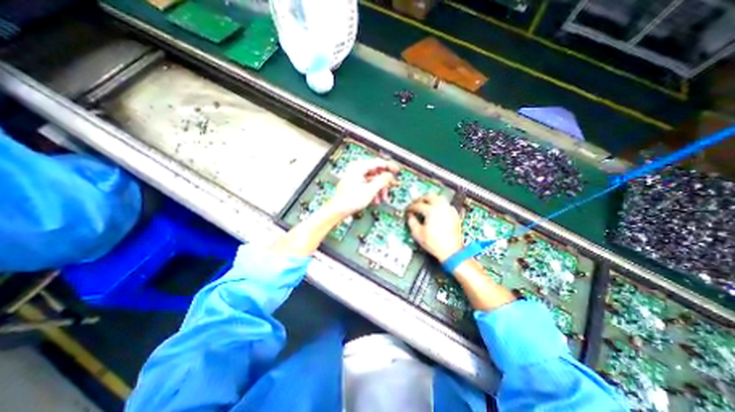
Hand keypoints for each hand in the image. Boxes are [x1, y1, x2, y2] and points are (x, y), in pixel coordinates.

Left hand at [325, 159, 398, 219]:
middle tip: (390, 188)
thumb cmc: (349, 200)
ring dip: (379, 189)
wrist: (338, 210)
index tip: (397, 171)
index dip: (389, 167)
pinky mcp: (354, 184)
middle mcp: (356, 169)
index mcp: (358, 167)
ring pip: (373, 180)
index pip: (378, 163)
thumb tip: (390, 175)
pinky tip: (375, 199)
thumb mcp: (370, 190)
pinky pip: (368, 184)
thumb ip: (382, 180)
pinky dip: (373, 191)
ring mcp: (355, 176)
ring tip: (382, 198)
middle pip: (376, 172)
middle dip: (383, 183)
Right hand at [405, 195, 460, 261]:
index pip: (418, 205)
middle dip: (421, 199)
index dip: (411, 207)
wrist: (451, 251)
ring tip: (425, 204)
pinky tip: (435, 210)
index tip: (408, 210)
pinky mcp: (454, 214)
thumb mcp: (418, 234)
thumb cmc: (434, 243)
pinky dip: (439, 204)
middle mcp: (441, 207)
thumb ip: (412, 222)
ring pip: (439, 198)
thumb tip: (410, 216)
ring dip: (430, 199)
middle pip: (429, 196)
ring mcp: (449, 210)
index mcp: (431, 211)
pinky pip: (445, 204)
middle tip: (415, 204)